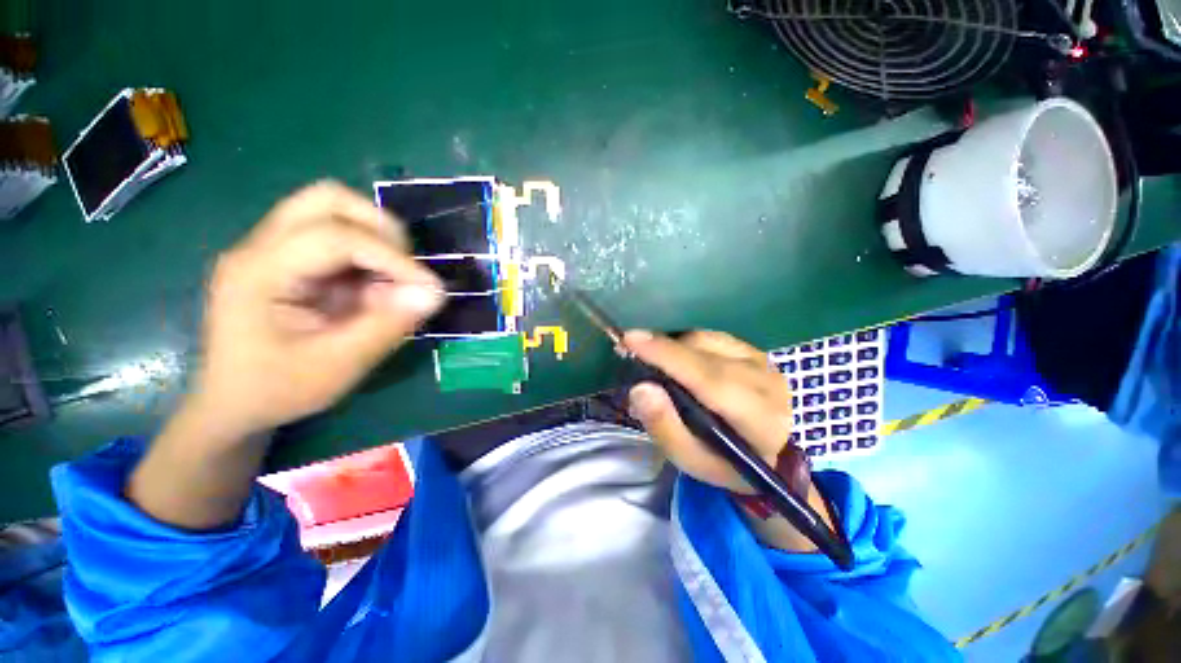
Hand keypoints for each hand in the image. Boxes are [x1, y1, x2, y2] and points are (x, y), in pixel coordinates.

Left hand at [190, 181, 442, 435]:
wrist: (233, 403)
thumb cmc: (277, 389)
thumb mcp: (337, 366)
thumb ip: (387, 326)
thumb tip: (436, 293)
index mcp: (259, 272)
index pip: (335, 236)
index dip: (393, 258)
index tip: (431, 289)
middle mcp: (261, 246)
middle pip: (328, 200)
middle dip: (381, 229)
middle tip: (404, 270)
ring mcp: (272, 248)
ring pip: (334, 210)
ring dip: (376, 239)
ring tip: (390, 280)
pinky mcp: (288, 258)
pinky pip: (338, 236)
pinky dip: (368, 255)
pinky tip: (372, 288)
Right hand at [622, 330, 791, 493]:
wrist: (765, 451)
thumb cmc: (723, 460)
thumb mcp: (690, 459)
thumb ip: (664, 426)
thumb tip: (640, 388)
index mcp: (758, 419)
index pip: (709, 379)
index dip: (669, 356)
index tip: (632, 339)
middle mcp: (766, 381)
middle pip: (704, 353)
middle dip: (662, 347)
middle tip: (628, 346)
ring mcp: (761, 360)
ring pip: (705, 340)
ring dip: (673, 346)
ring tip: (651, 358)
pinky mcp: (752, 349)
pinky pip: (709, 336)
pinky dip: (685, 343)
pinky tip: (674, 357)